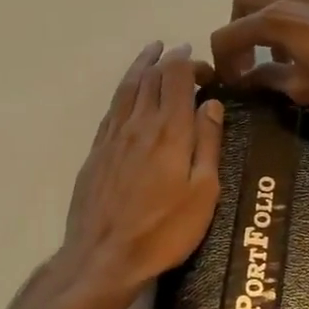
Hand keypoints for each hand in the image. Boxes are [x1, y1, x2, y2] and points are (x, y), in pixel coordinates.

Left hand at [59, 42, 224, 298]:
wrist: (104, 257)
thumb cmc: (164, 231)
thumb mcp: (203, 192)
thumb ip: (207, 144)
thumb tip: (211, 104)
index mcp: (170, 131)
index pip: (176, 78)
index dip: (189, 62)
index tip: (204, 67)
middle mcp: (139, 124)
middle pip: (151, 77)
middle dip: (169, 60)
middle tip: (183, 56)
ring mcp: (113, 136)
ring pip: (127, 88)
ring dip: (142, 66)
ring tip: (152, 52)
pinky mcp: (96, 152)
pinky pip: (112, 108)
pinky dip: (123, 90)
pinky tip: (128, 92)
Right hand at [206, 0, 308, 116]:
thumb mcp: (302, 89)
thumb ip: (269, 79)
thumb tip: (248, 78)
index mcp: (276, 19)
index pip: (228, 34)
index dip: (222, 60)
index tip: (233, 82)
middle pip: (245, 1)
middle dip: (239, 29)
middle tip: (248, 59)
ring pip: (280, 0)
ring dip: (271, 26)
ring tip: (285, 58)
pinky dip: (300, 22)